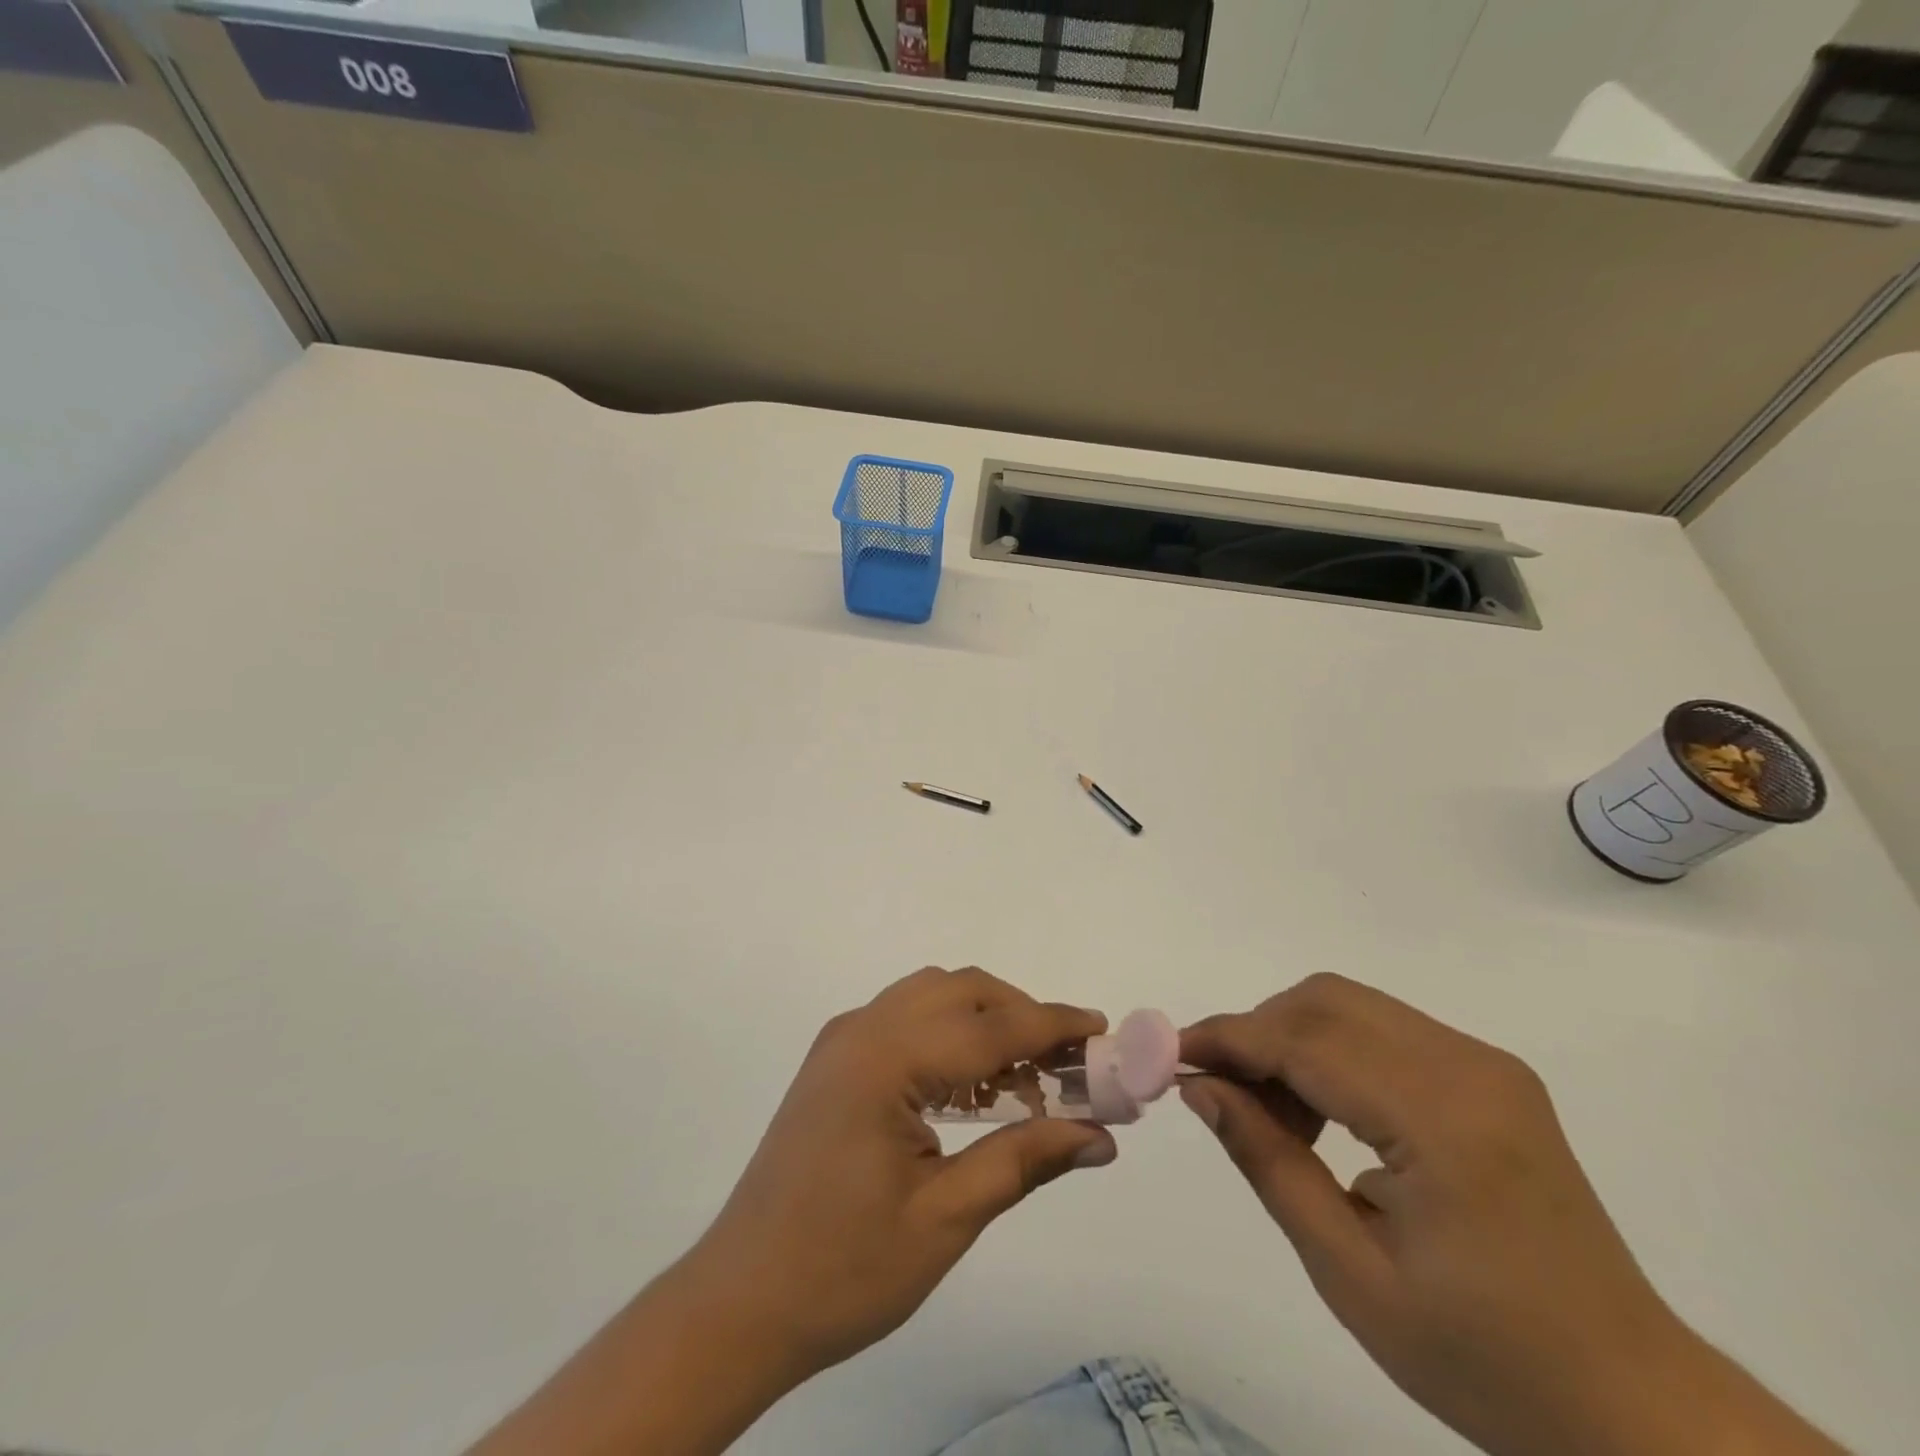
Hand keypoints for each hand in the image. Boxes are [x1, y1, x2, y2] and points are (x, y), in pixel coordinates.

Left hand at [687, 965, 1115, 1376]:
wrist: (740, 1302)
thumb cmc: (843, 1269)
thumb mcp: (945, 1219)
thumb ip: (1023, 1161)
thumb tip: (1098, 1136)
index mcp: (886, 1059)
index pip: (990, 1027)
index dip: (1053, 1025)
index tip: (1103, 1030)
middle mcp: (862, 1029)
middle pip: (962, 992)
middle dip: (1022, 1016)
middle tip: (1069, 1065)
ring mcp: (843, 1040)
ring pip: (933, 996)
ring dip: (986, 1020)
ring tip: (1028, 1077)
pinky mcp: (835, 1060)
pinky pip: (906, 1019)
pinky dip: (950, 1033)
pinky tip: (974, 1086)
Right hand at [1180, 974, 1841, 1455]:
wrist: (1635, 1408)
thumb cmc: (1486, 1360)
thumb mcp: (1352, 1275)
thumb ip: (1268, 1162)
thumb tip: (1201, 1087)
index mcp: (1443, 1122)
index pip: (1305, 1042)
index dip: (1228, 1039)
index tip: (1170, 1055)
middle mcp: (1469, 1068)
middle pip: (1326, 1001)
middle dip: (1256, 1032)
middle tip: (1220, 1092)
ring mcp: (1487, 1065)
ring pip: (1350, 1006)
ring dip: (1291, 1039)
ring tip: (1275, 1117)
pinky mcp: (1491, 1075)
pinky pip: (1384, 1030)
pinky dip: (1331, 1051)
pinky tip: (1324, 1113)